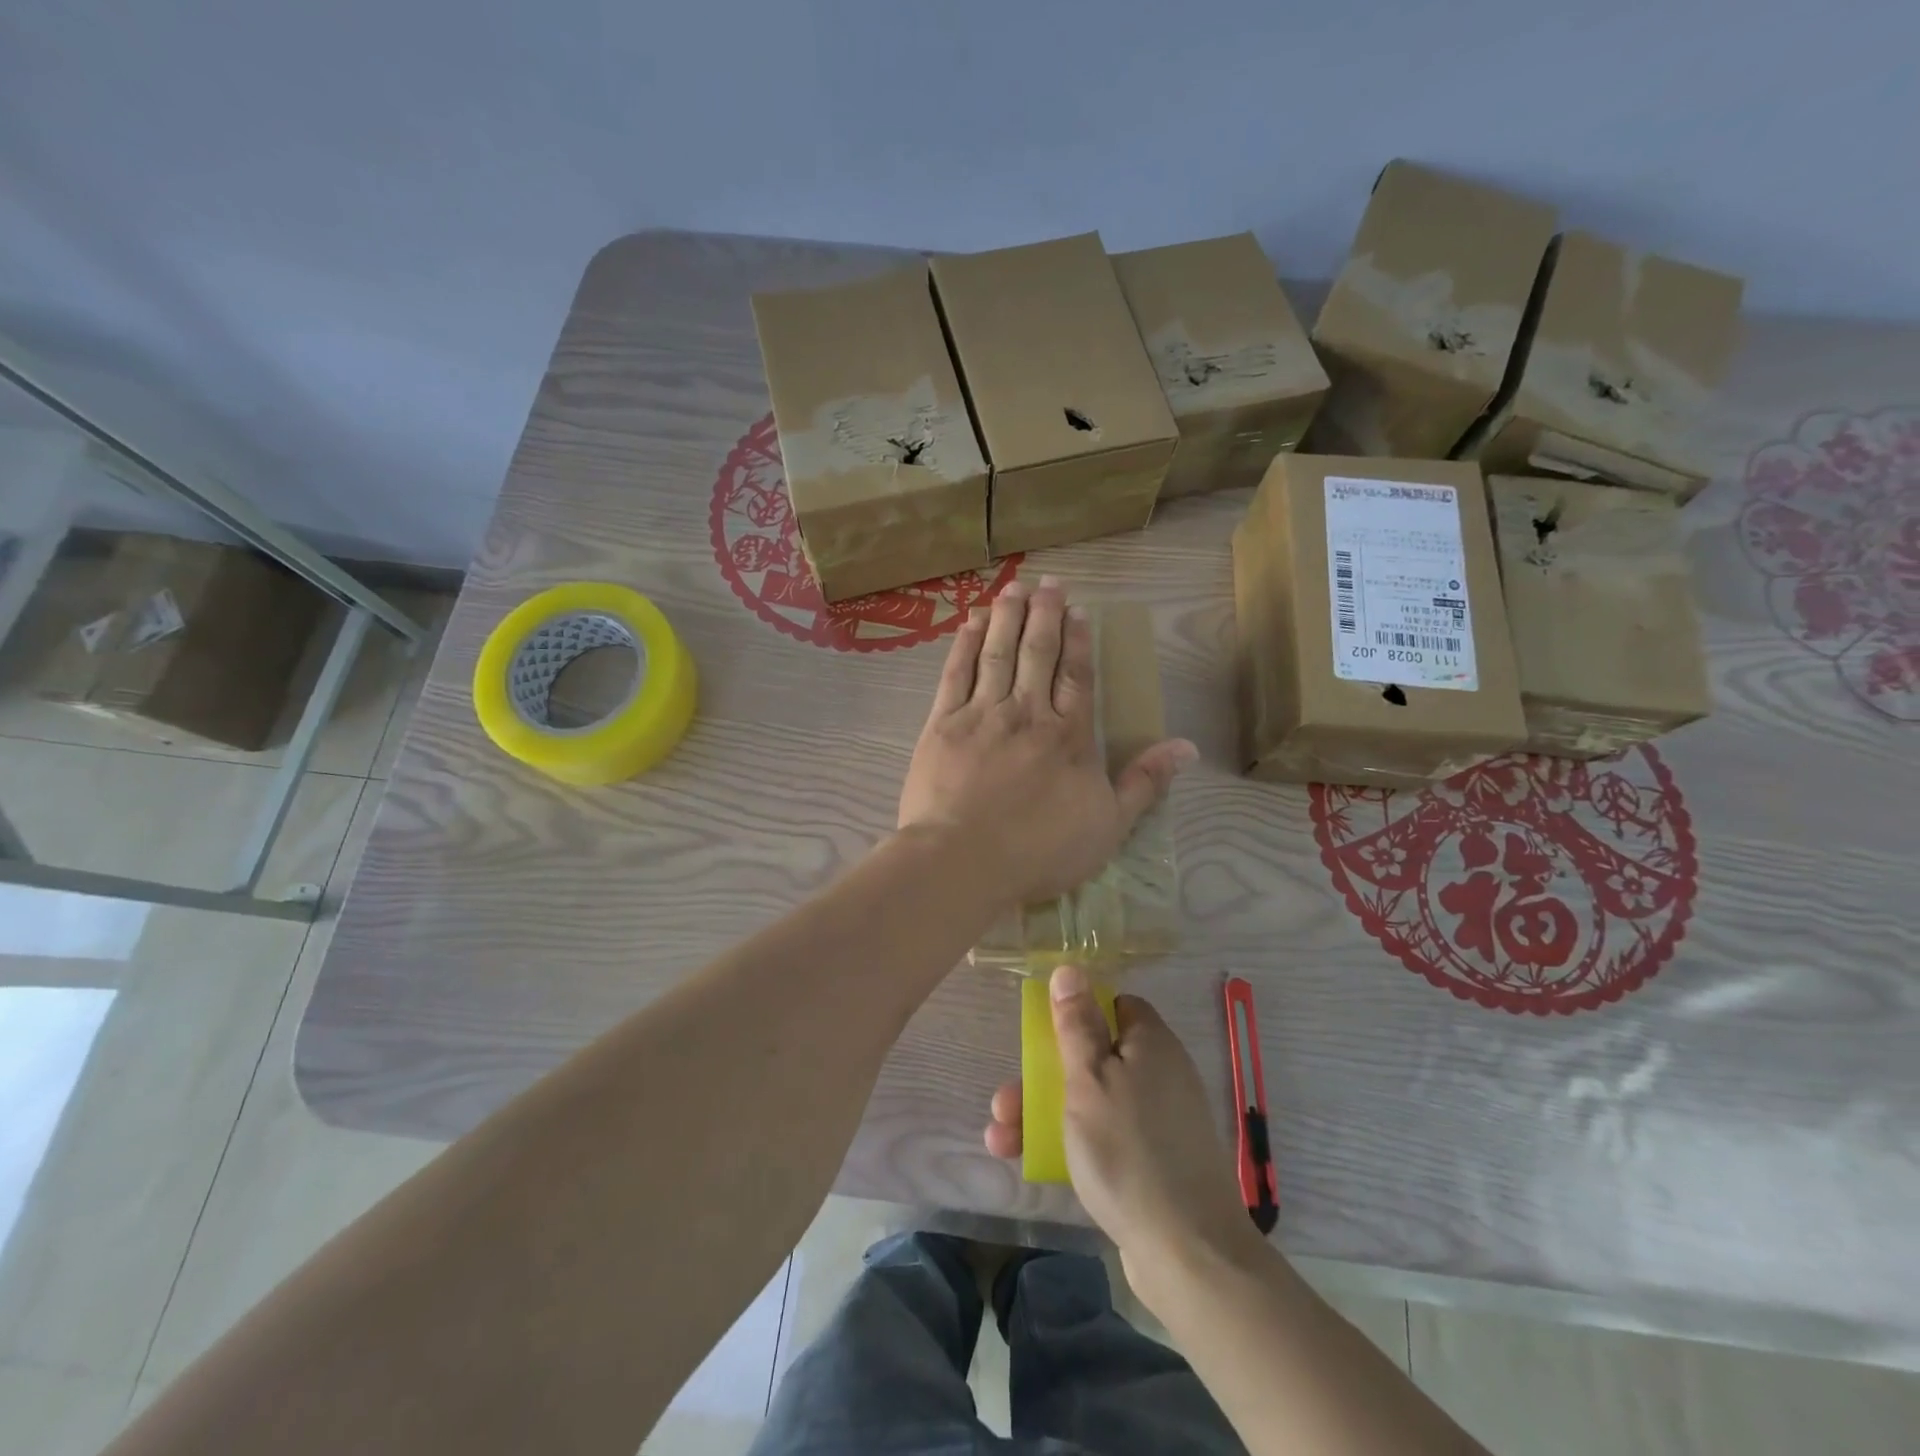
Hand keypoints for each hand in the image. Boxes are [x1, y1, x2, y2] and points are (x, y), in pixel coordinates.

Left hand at [897, 576, 1195, 906]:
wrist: (962, 860)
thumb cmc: (1039, 850)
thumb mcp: (1108, 826)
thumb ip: (1145, 783)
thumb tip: (1187, 747)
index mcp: (1068, 735)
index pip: (1077, 674)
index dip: (1078, 639)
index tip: (1078, 609)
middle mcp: (1027, 713)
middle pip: (1037, 653)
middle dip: (1045, 614)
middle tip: (1049, 583)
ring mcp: (982, 714)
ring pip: (997, 653)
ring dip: (1006, 617)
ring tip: (1014, 588)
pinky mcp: (942, 724)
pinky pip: (955, 673)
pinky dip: (964, 644)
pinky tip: (971, 623)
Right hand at [984, 965, 1261, 1309]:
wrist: (1187, 1253)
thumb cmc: (1128, 1150)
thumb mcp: (1089, 1079)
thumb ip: (1075, 1025)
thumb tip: (1070, 969)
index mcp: (1150, 1043)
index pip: (1115, 1006)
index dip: (1078, 1013)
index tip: (1044, 1033)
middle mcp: (1158, 1074)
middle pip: (1094, 1056)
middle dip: (1042, 1074)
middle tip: (1007, 1099)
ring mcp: (1157, 1121)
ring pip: (1092, 1100)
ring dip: (1043, 1113)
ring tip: (1000, 1137)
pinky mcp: (1151, 1162)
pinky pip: (1104, 1137)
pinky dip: (1069, 1142)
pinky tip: (1028, 1159)